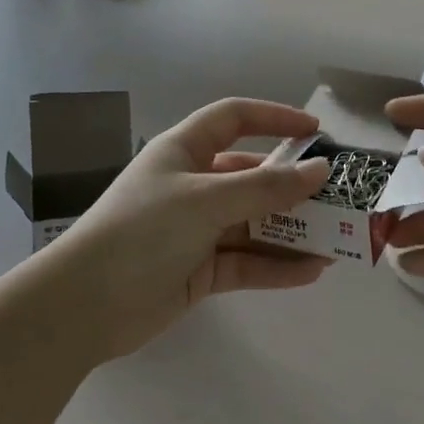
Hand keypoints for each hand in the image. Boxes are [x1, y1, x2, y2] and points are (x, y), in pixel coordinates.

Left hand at [46, 98, 333, 360]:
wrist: (85, 305)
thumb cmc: (143, 230)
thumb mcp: (207, 200)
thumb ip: (267, 188)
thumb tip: (320, 169)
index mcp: (185, 150)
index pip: (234, 118)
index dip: (274, 118)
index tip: (316, 131)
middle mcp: (193, 184)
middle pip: (252, 176)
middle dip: (293, 186)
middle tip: (338, 197)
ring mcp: (196, 229)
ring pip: (254, 222)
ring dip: (292, 231)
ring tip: (336, 241)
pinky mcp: (199, 269)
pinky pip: (246, 261)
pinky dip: (276, 266)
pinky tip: (311, 273)